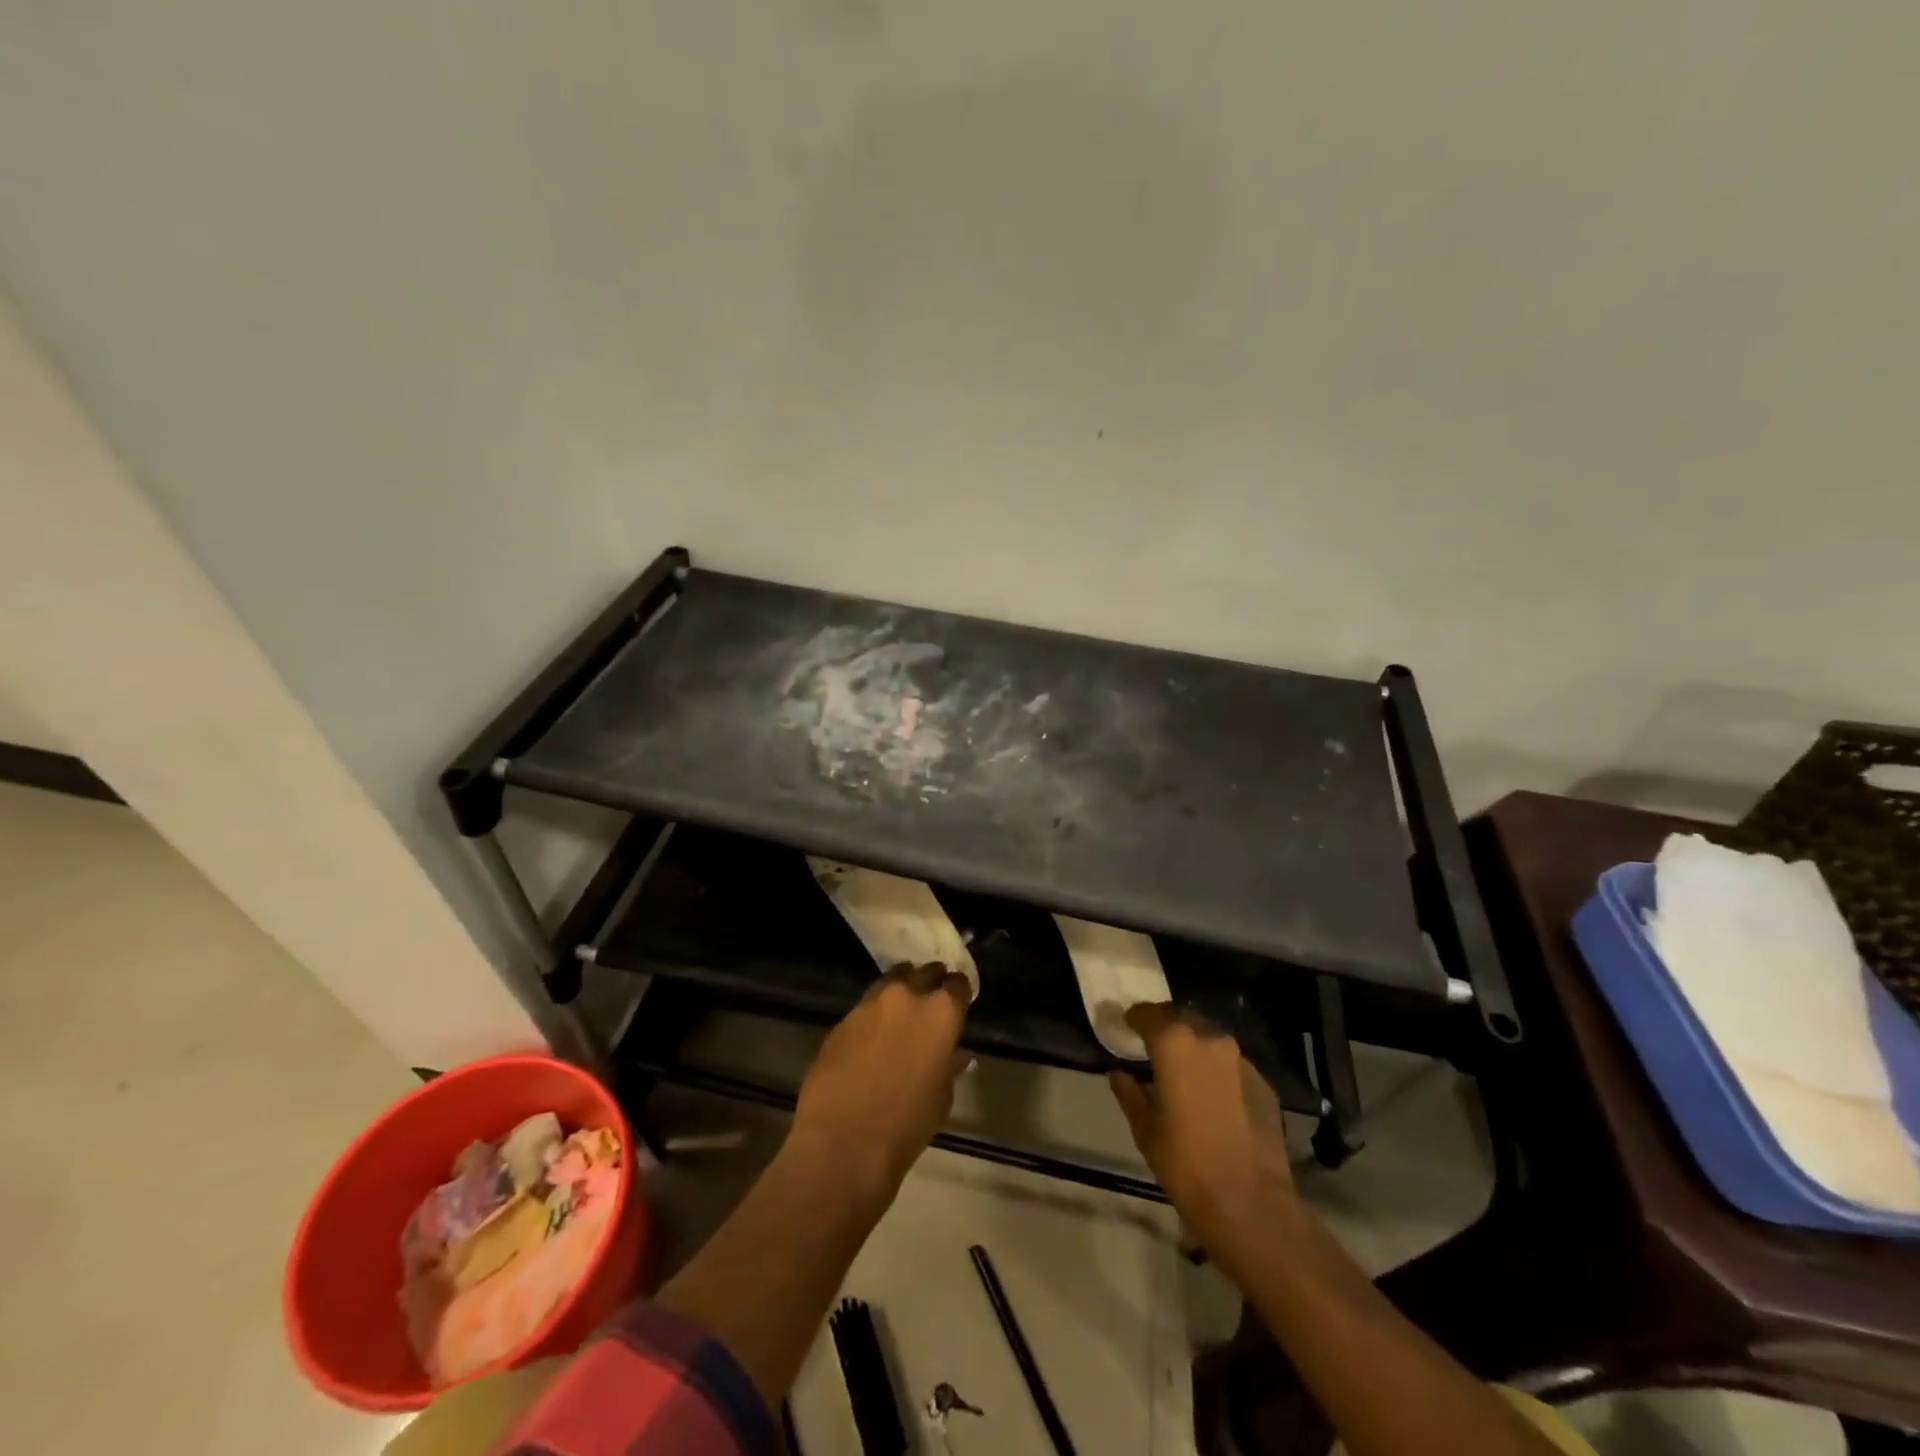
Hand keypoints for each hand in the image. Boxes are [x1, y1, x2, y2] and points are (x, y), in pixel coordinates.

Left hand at [790, 962, 972, 1198]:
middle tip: (932, 1001)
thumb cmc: (906, 1124)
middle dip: (931, 982)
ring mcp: (870, 1004)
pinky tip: (873, 1036)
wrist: (842, 1141)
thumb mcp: (942, 1098)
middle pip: (924, 972)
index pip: (958, 985)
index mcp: (941, 1012)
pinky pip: (865, 1006)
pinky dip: (874, 1014)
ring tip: (901, 1011)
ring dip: (900, 990)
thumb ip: (949, 1066)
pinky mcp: (842, 1019)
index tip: (959, 1003)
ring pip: (891, 981)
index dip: (959, 993)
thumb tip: (955, 1054)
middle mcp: (907, 996)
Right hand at [1109, 1003, 1294, 1280]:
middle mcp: (1209, 1039)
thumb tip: (1119, 1073)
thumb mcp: (1145, 1129)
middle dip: (1166, 1026)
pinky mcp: (1263, 1082)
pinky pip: (1232, 1064)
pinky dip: (1217, 1069)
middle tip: (1153, 1045)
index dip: (1135, 1018)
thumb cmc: (1185, 1163)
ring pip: (1210, 1038)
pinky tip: (1212, 1095)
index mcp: (1174, 1043)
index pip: (1148, 1013)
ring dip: (1193, 1045)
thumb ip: (1129, 1093)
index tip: (1127, 1027)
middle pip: (1182, 1018)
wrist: (1249, 1202)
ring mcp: (1240, 1059)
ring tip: (1183, 1068)